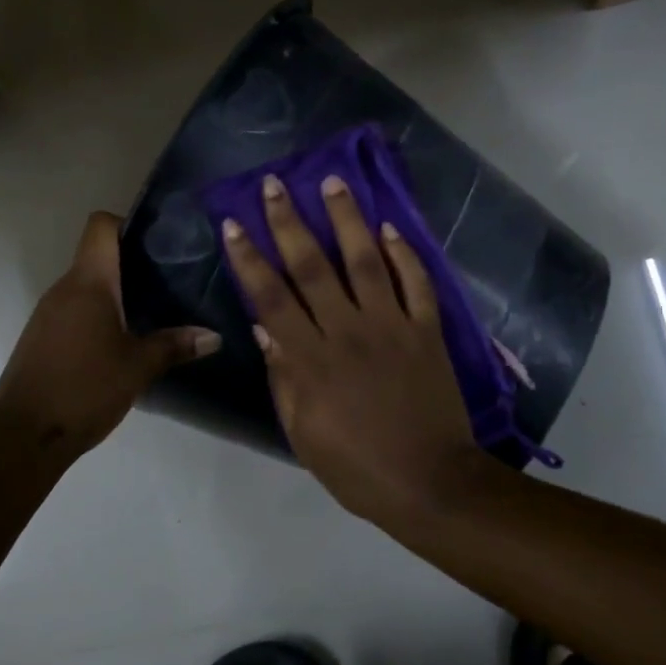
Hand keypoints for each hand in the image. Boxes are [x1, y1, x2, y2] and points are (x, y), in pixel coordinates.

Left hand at [0, 212, 218, 459]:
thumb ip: (175, 345)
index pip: (101, 226)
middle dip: (134, 263)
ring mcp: (49, 312)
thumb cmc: (83, 389)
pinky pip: (77, 309)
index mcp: (88, 283)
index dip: (129, 223)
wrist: (22, 435)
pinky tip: (125, 338)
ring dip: (118, 292)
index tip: (160, 242)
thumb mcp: (138, 367)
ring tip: (155, 309)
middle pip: (98, 255)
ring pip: (88, 285)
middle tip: (173, 279)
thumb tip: (215, 336)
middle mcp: (64, 288)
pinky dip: (101, 314)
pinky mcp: (43, 336)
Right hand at [221, 173, 476, 520]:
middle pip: (312, 267)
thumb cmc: (358, 467)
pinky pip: (417, 283)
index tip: (234, 224)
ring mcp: (392, 326)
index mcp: (312, 359)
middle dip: (289, 223)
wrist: (430, 482)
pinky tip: (390, 227)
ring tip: (334, 182)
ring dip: (347, 219)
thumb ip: (283, 379)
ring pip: (366, 261)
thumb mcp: (303, 434)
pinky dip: (405, 253)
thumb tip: (264, 330)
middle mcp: (348, 331)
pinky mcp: (427, 330)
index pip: (271, 298)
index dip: (249, 259)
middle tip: (275, 184)